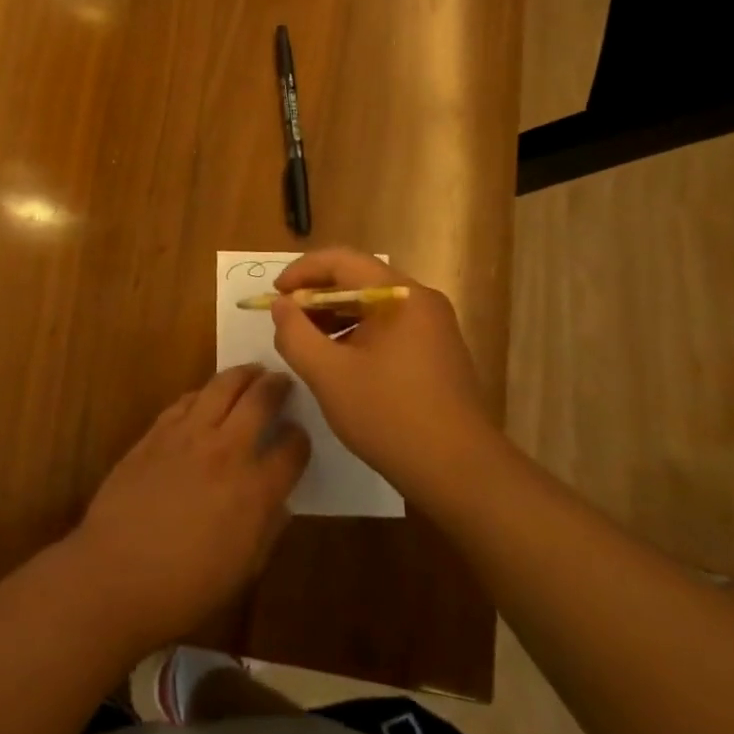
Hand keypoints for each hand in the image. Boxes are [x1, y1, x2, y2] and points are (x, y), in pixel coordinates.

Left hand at [70, 365, 309, 654]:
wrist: (114, 576)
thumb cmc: (184, 589)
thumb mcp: (243, 570)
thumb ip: (267, 529)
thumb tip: (278, 501)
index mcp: (255, 490)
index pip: (292, 449)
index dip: (300, 439)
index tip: (299, 436)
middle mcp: (226, 451)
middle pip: (260, 400)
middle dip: (277, 387)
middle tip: (283, 381)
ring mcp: (187, 436)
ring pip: (222, 386)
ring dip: (242, 375)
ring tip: (252, 372)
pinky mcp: (156, 433)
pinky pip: (186, 400)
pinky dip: (203, 392)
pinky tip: (206, 396)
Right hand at [269, 247, 499, 511]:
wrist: (459, 472)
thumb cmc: (390, 416)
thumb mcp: (328, 374)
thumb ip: (295, 334)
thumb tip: (280, 305)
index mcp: (401, 295)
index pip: (342, 261)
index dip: (302, 271)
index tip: (275, 295)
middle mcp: (421, 301)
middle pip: (358, 279)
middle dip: (315, 296)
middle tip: (285, 320)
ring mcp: (432, 327)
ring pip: (371, 306)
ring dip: (333, 316)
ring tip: (304, 342)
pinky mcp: (435, 352)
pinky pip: (386, 327)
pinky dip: (355, 334)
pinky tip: (337, 362)